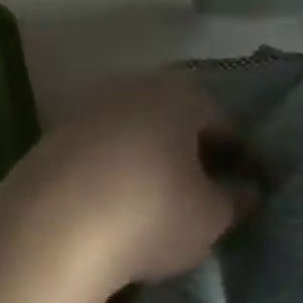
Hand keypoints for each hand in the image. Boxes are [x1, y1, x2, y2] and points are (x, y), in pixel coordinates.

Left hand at [0, 72, 256, 291]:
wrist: (56, 219)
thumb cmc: (151, 210)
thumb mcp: (208, 217)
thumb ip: (234, 200)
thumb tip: (246, 189)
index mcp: (183, 94)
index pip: (223, 121)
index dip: (237, 157)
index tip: (242, 190)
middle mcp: (140, 84)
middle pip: (177, 117)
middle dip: (190, 150)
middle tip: (200, 194)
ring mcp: (96, 103)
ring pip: (137, 127)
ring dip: (150, 156)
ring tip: (155, 202)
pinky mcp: (61, 128)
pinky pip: (103, 145)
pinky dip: (115, 166)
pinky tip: (115, 200)